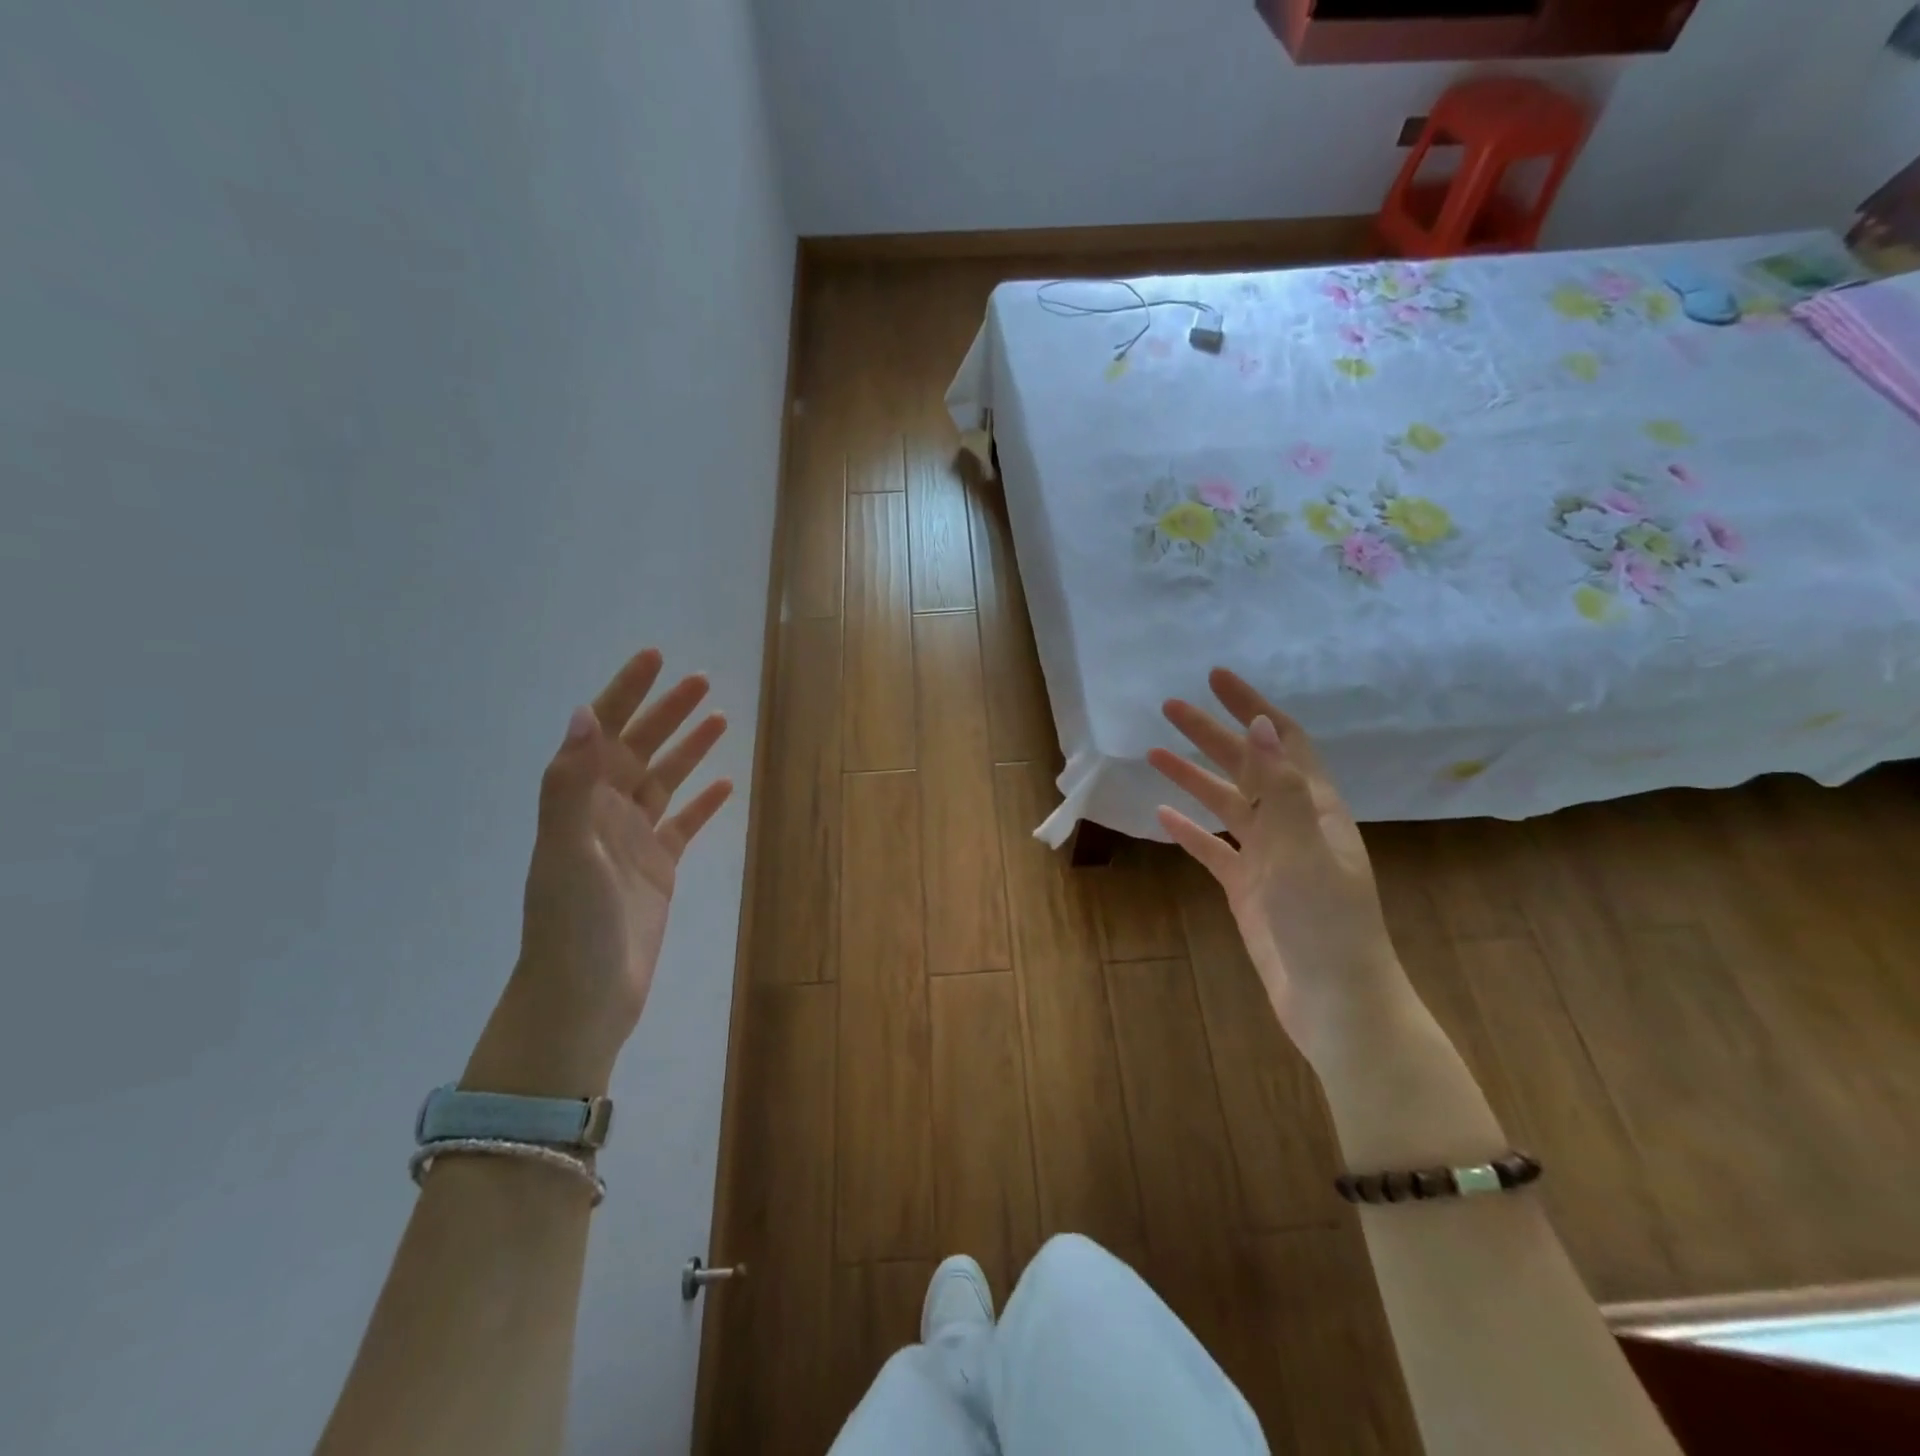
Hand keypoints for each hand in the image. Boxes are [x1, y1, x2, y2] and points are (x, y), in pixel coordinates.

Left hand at [464, 649, 732, 1098]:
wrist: (583, 997)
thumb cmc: (571, 924)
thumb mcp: (566, 850)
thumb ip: (570, 784)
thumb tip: (584, 713)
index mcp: (580, 801)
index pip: (604, 732)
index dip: (627, 692)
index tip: (655, 658)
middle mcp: (605, 812)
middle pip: (640, 748)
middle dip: (667, 712)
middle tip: (701, 681)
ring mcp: (634, 840)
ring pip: (665, 781)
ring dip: (689, 749)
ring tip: (719, 719)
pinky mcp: (659, 868)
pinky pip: (684, 824)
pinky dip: (703, 802)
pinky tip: (726, 785)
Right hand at [1148, 668, 1410, 1071]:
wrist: (1335, 1004)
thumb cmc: (1326, 924)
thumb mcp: (1303, 851)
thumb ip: (1280, 789)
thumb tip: (1260, 725)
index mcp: (1315, 809)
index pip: (1281, 742)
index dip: (1251, 707)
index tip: (1216, 678)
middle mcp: (1293, 825)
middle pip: (1247, 766)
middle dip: (1211, 733)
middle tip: (1169, 707)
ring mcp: (1269, 857)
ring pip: (1226, 804)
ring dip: (1194, 776)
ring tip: (1154, 751)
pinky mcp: (1249, 888)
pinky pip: (1213, 849)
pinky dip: (1190, 829)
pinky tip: (1163, 816)